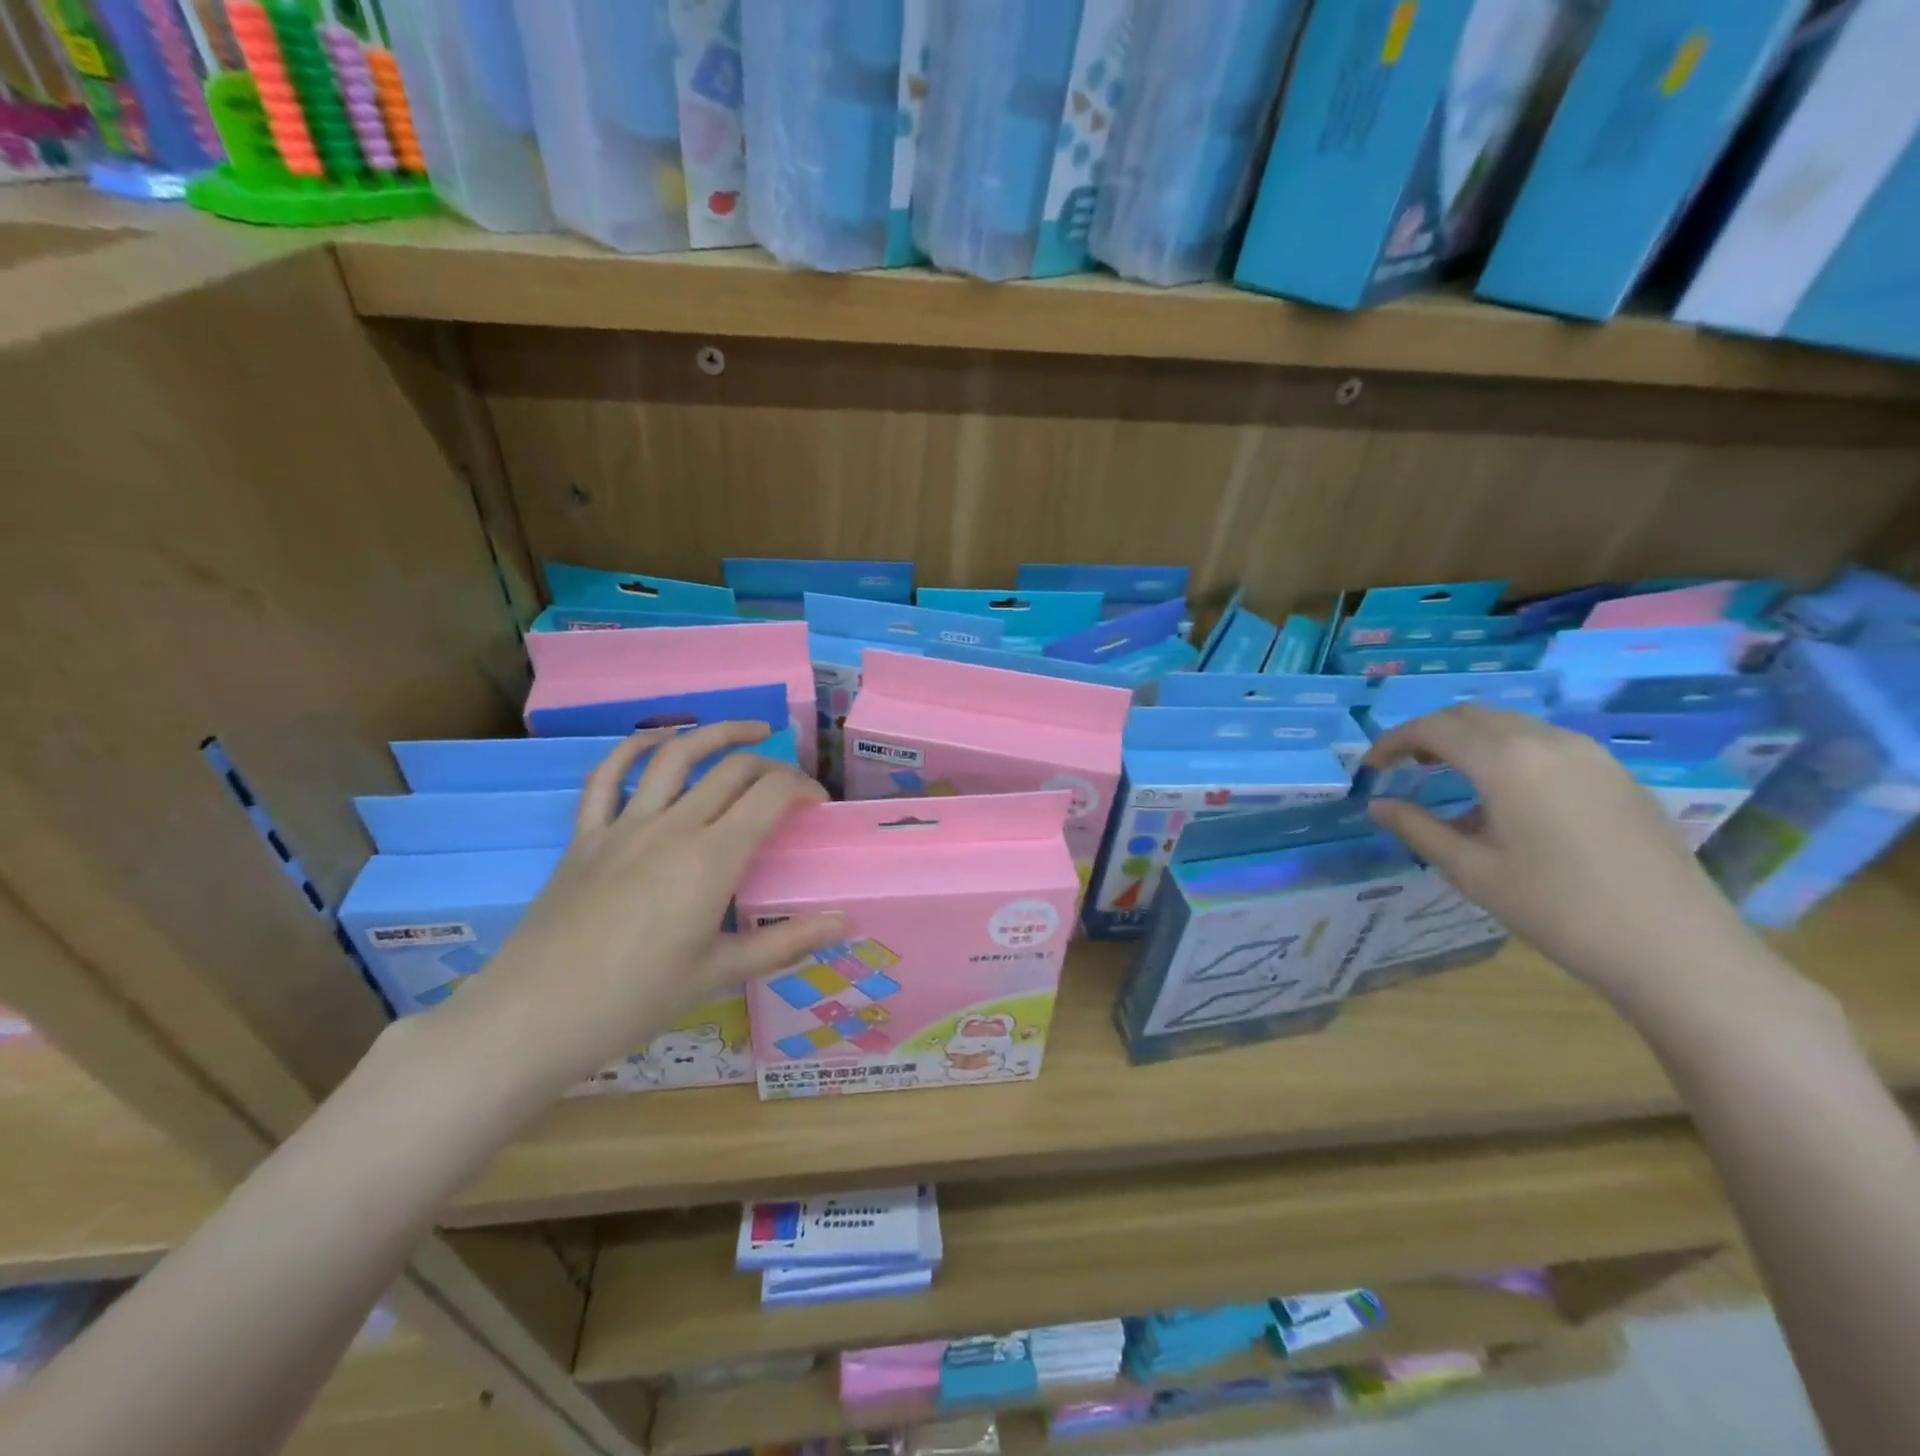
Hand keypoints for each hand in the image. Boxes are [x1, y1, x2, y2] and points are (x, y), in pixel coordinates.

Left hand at [426, 722, 841, 1102]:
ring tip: (749, 731)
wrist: (533, 1018)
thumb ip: (787, 942)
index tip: (818, 804)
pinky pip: (608, 777)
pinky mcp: (585, 836)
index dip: (803, 787)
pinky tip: (659, 740)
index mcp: (712, 858)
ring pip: (676, 756)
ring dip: (717, 734)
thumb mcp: (720, 974)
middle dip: (772, 765)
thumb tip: (846, 923)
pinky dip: (635, 748)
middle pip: (733, 770)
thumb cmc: (636, 1001)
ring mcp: (624, 826)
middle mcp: (673, 827)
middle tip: (791, 785)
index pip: (770, 795)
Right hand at [1363, 706, 1757, 1001]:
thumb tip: (1378, 805)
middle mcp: (1547, 741)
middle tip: (1403, 767)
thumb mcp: (1471, 870)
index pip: (1433, 728)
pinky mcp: (1617, 774)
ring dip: (1471, 741)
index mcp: (1506, 760)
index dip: (1393, 741)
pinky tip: (1506, 798)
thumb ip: (1417, 828)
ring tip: (1450, 780)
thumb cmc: (1556, 908)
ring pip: (1512, 725)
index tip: (1371, 766)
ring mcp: (1590, 754)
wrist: (1675, 947)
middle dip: (1430, 734)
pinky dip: (1509, 754)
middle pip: (1472, 716)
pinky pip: (1547, 745)